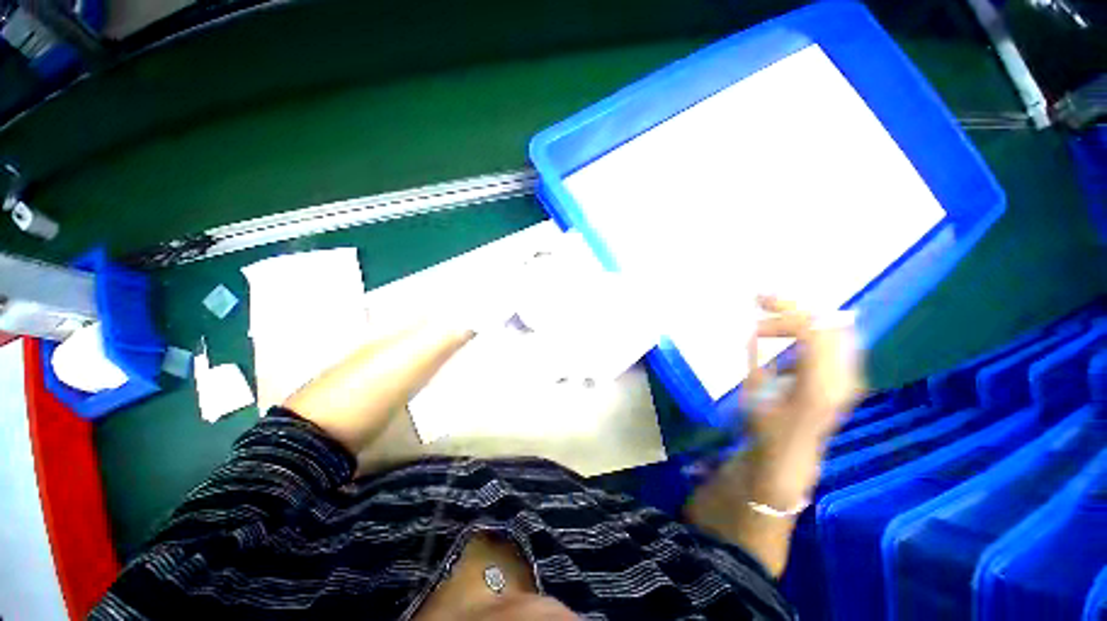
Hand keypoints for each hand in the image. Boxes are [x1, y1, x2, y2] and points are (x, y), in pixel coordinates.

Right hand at [740, 296, 862, 503]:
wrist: (790, 455)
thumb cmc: (766, 427)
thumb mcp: (755, 391)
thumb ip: (759, 357)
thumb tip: (757, 329)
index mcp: (819, 383)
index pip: (811, 330)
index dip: (783, 312)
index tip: (756, 306)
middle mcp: (843, 377)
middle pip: (828, 323)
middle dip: (794, 307)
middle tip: (762, 300)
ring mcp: (849, 376)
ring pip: (833, 328)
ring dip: (801, 317)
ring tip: (769, 313)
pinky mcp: (846, 376)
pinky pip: (832, 339)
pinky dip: (809, 329)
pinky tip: (784, 332)